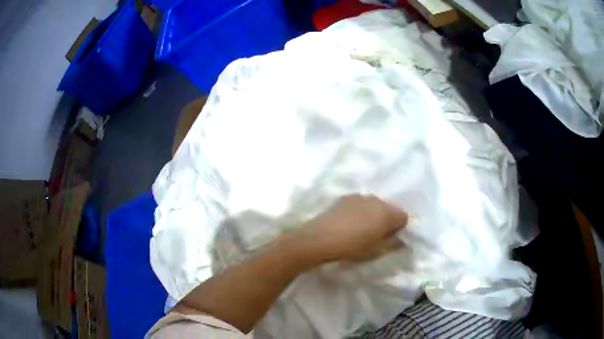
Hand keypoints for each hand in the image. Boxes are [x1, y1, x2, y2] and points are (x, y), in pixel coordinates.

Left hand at [299, 194, 407, 261]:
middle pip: (389, 209)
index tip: (389, 238)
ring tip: (360, 229)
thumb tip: (402, 240)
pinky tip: (348, 222)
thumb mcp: (377, 251)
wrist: (321, 238)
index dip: (399, 228)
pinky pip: (360, 203)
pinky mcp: (345, 197)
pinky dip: (359, 210)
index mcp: (388, 213)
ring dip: (373, 214)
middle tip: (375, 235)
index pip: (404, 217)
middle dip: (386, 220)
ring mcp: (360, 197)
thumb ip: (394, 244)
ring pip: (374, 205)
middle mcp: (377, 200)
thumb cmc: (353, 247)